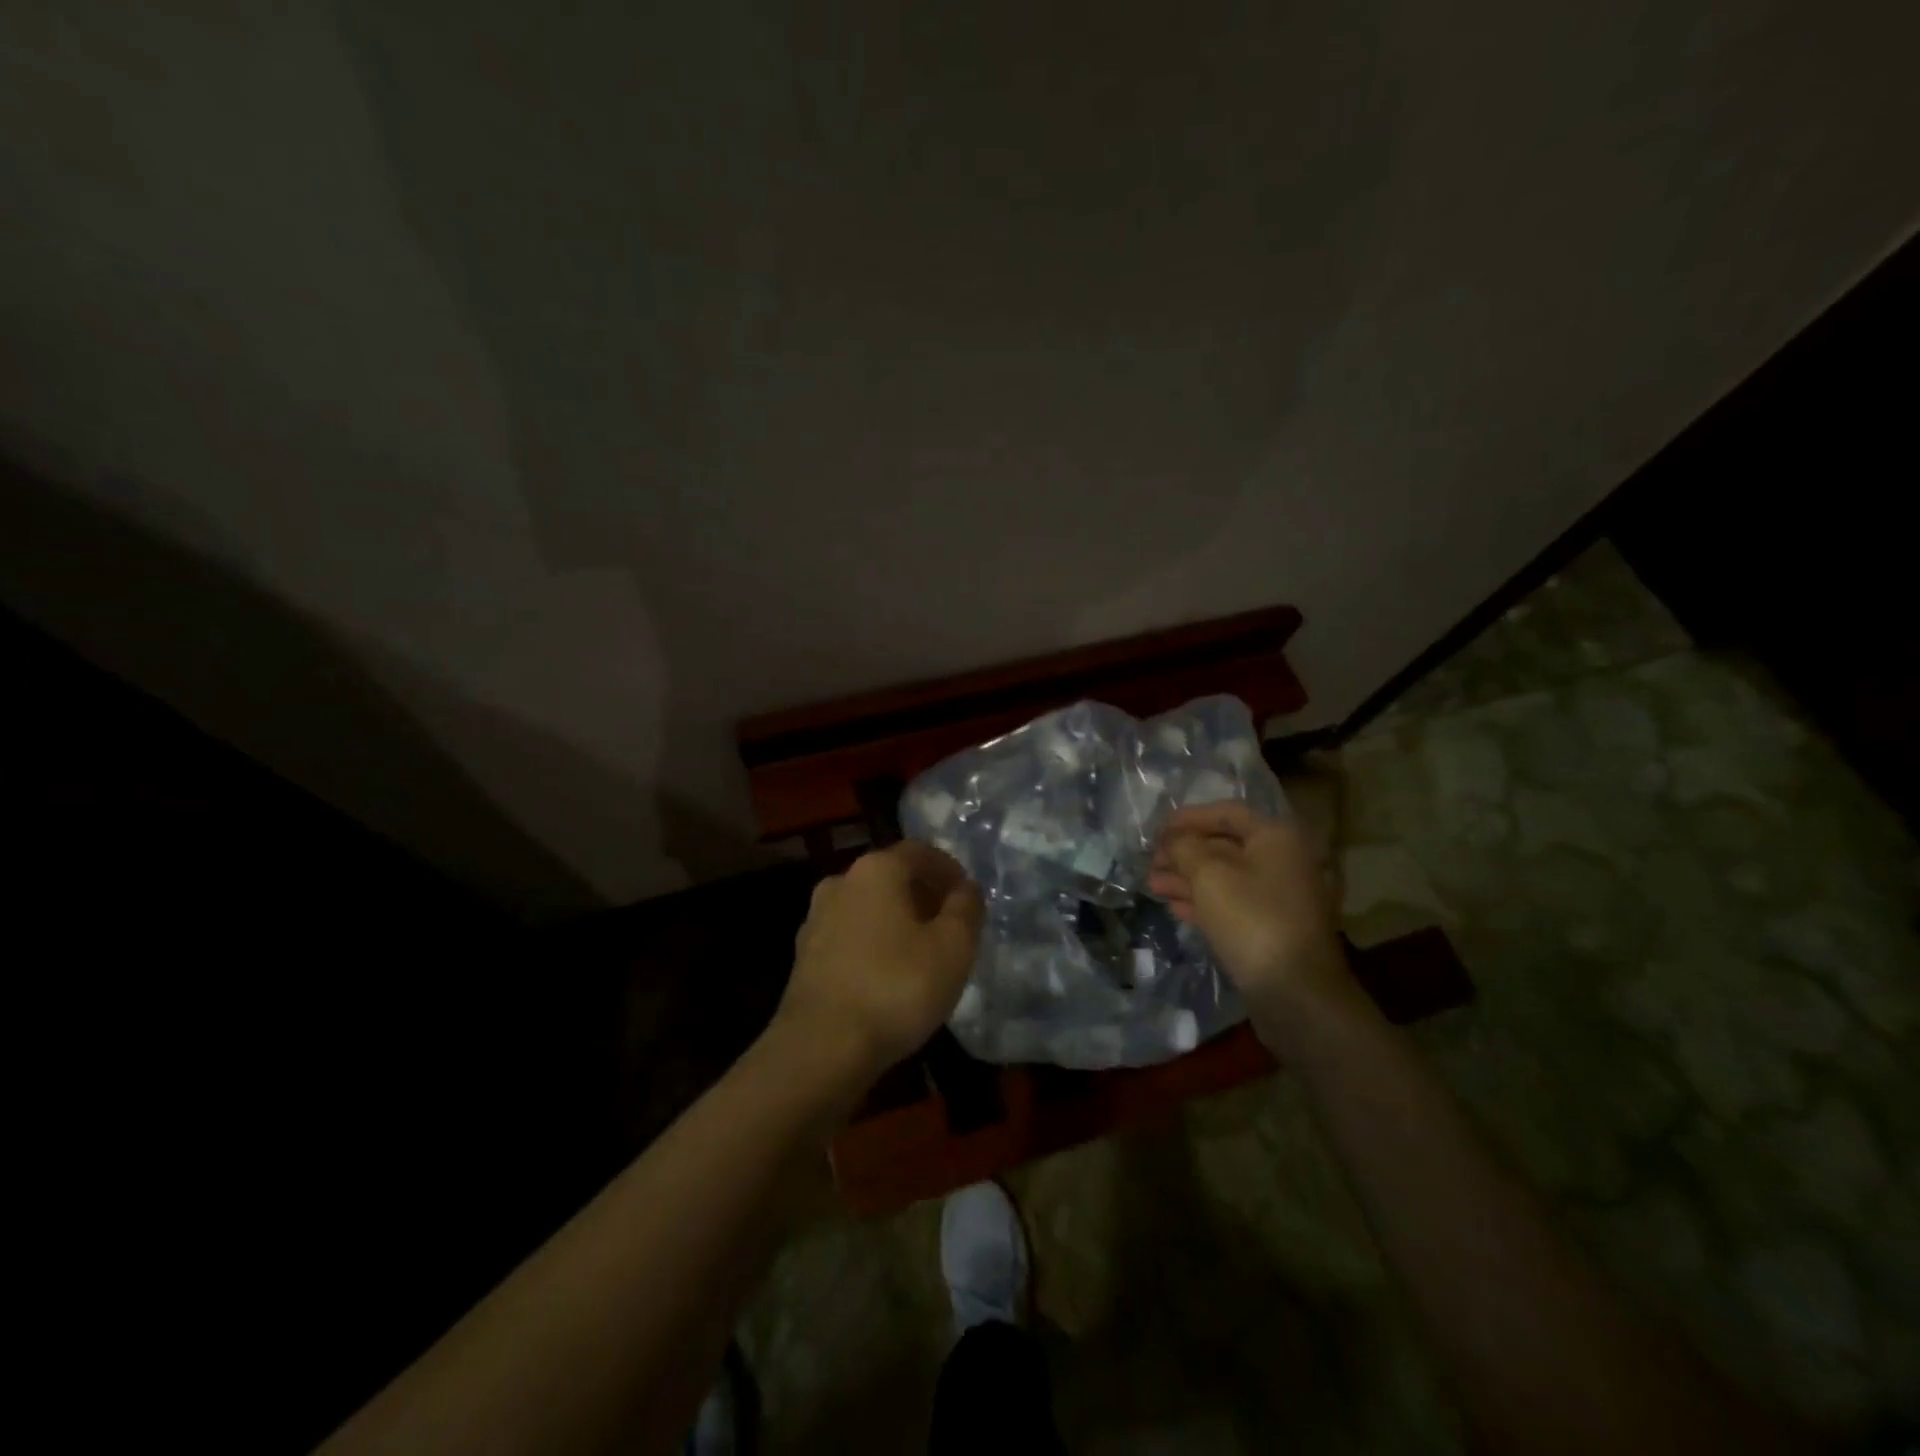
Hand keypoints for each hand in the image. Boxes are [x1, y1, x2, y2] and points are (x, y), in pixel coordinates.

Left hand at [774, 841, 983, 1087]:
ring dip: (897, 919)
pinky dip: (874, 943)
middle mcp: (840, 882)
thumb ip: (966, 909)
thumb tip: (966, 888)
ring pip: (868, 907)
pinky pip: (850, 935)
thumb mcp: (953, 947)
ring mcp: (816, 919)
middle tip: (950, 924)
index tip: (967, 894)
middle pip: (891, 876)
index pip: (919, 851)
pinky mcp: (804, 956)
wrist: (822, 1048)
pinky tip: (889, 974)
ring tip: (922, 951)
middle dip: (923, 894)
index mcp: (876, 870)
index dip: (948, 868)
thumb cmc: (896, 987)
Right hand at [1149, 803, 1351, 1017]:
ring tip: (1153, 886)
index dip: (1189, 817)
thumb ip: (1184, 848)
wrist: (1295, 992)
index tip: (1157, 829)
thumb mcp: (1209, 874)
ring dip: (1188, 879)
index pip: (1227, 813)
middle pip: (1225, 846)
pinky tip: (1175, 908)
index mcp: (1276, 838)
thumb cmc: (1252, 919)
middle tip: (1150, 862)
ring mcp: (1280, 897)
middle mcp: (1283, 861)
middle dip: (1184, 853)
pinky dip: (1203, 902)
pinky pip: (1233, 904)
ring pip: (1226, 877)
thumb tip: (1173, 840)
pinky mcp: (1273, 928)